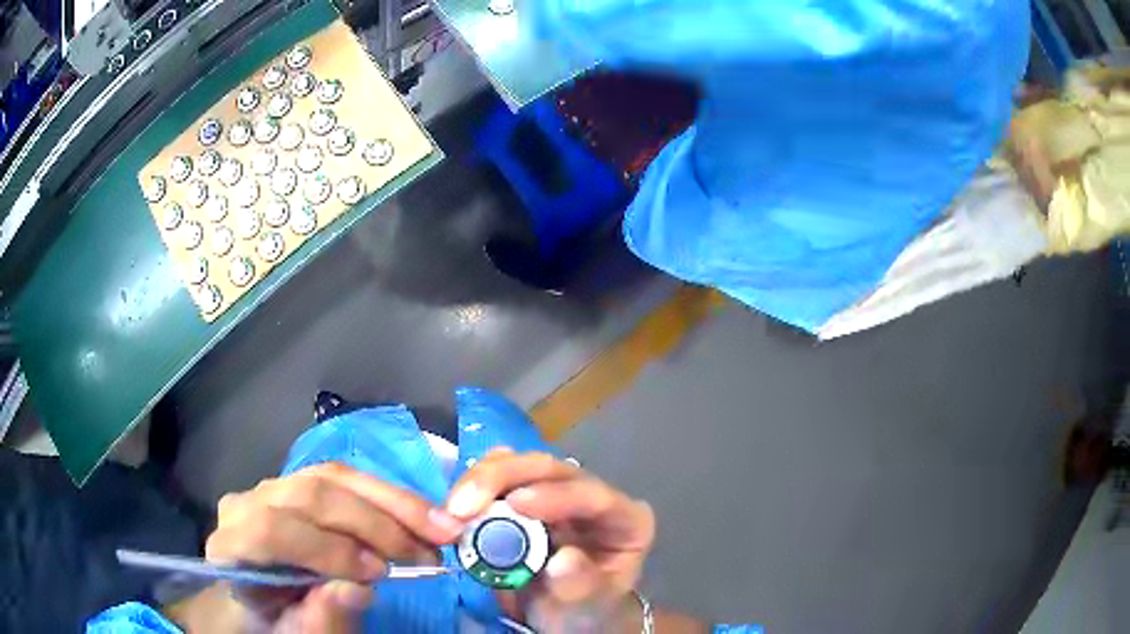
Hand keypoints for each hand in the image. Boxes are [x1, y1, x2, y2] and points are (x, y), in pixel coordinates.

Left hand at [194, 462, 465, 632]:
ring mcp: (275, 488)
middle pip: (310, 494)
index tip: (379, 575)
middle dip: (373, 523)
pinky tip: (423, 514)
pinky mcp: (301, 483)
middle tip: (427, 553)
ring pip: (334, 476)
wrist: (266, 601)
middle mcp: (247, 503)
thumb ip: (319, 618)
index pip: (272, 530)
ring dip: (394, 501)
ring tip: (441, 529)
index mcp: (232, 544)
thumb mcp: (296, 633)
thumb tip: (358, 590)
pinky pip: (347, 478)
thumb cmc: (278, 621)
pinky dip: (390, 496)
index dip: (326, 548)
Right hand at [446, 449, 655, 631]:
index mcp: (625, 520)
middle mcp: (592, 496)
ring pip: (521, 464)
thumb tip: (561, 560)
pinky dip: (473, 486)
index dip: (555, 495)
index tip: (515, 503)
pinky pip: (498, 477)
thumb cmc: (587, 612)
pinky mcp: (525, 496)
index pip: (594, 496)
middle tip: (463, 504)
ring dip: (482, 479)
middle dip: (504, 477)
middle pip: (552, 469)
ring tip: (454, 509)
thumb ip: (582, 585)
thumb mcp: (590, 607)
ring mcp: (557, 492)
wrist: (565, 618)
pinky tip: (455, 506)